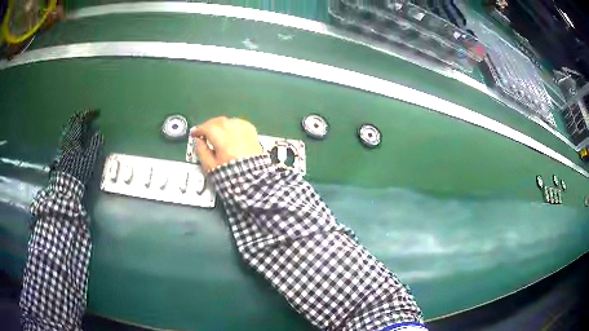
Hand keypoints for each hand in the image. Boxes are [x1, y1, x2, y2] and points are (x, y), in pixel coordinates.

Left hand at [52, 109, 103, 184]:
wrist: (65, 184)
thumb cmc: (78, 171)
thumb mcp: (89, 158)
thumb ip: (94, 143)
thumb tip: (98, 132)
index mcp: (74, 136)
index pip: (81, 118)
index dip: (90, 113)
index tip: (97, 112)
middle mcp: (67, 136)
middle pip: (73, 119)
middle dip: (82, 115)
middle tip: (89, 115)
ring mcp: (62, 142)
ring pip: (69, 125)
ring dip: (76, 121)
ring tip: (82, 122)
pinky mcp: (60, 149)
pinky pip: (66, 133)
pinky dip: (72, 129)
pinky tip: (74, 133)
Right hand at [190, 117, 263, 171]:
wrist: (252, 181)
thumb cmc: (229, 175)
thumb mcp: (210, 167)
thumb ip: (202, 151)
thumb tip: (198, 140)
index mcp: (223, 141)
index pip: (208, 128)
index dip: (199, 129)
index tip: (194, 133)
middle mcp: (235, 133)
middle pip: (219, 121)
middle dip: (209, 125)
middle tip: (203, 132)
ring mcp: (245, 132)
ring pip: (229, 120)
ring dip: (220, 124)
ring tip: (214, 131)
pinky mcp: (252, 133)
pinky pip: (240, 123)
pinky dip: (232, 124)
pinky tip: (228, 130)